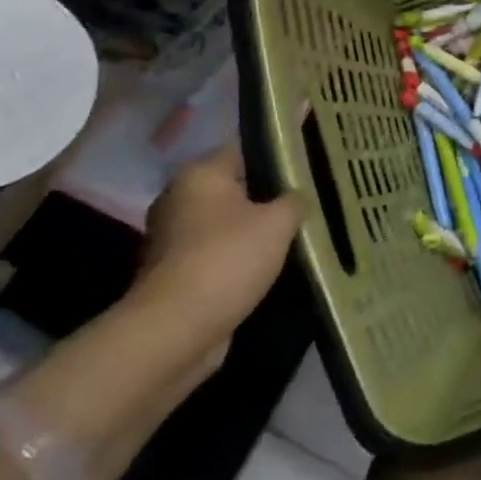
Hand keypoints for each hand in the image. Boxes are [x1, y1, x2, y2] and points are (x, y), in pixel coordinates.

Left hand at [136, 147, 303, 344]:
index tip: (308, 167)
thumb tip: (296, 197)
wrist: (176, 330)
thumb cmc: (228, 259)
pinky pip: (216, 254)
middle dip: (267, 197)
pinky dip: (237, 259)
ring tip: (294, 237)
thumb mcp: (279, 222)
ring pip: (226, 223)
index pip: (245, 149)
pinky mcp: (174, 272)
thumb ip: (294, 200)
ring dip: (253, 232)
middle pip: (235, 187)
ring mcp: (172, 237)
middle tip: (306, 204)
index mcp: (199, 174)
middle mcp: (179, 198)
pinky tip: (268, 267)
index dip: (278, 156)